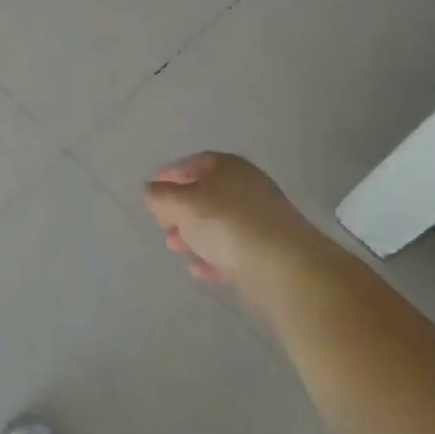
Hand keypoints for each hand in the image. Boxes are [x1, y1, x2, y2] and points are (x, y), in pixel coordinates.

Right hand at [143, 152, 316, 308]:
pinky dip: (213, 256)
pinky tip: (199, 270)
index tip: (152, 189)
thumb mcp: (183, 205)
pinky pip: (233, 248)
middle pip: (206, 194)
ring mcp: (260, 218)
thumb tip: (150, 190)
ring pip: (218, 223)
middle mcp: (246, 187)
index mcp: (227, 167)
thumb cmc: (226, 223)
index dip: (170, 175)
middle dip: (180, 210)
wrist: (284, 265)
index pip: (193, 163)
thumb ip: (161, 197)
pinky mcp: (268, 249)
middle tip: (162, 224)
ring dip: (194, 234)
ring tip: (174, 248)